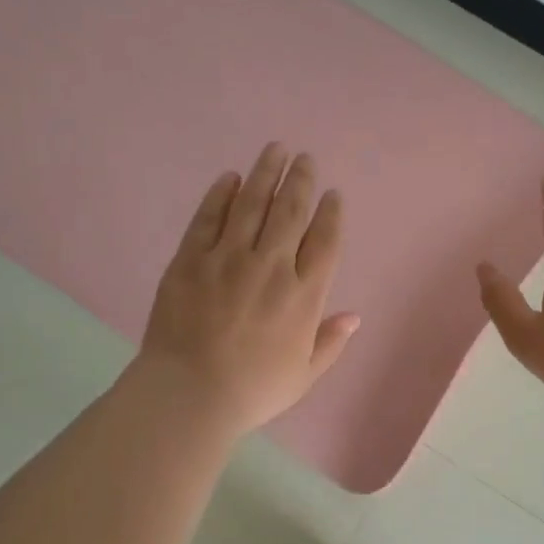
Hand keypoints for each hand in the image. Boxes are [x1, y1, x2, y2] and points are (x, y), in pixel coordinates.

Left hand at [139, 143, 358, 435]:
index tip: (332, 193)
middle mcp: (271, 267)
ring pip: (252, 204)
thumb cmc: (254, 390)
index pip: (324, 241)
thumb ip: (330, 342)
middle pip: (290, 211)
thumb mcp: (305, 375)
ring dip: (265, 173)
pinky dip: (221, 195)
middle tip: (304, 158)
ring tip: (275, 149)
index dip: (330, 213)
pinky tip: (230, 178)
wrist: (189, 394)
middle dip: (300, 180)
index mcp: (304, 296)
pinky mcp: (191, 260)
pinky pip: (209, 218)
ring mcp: (228, 259)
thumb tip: (354, 316)